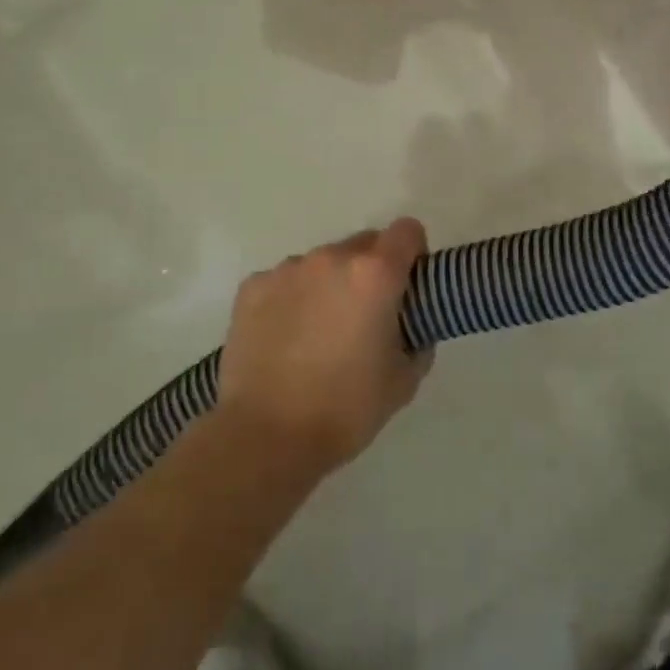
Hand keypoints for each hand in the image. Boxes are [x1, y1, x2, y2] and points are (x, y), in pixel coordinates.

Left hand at [216, 219, 430, 477]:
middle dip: (371, 271)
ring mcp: (287, 270)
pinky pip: (286, 280)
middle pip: (364, 245)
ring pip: (322, 263)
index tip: (408, 286)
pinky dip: (293, 298)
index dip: (414, 254)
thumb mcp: (405, 379)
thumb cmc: (346, 409)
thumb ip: (417, 337)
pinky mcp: (252, 287)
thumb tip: (410, 325)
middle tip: (365, 317)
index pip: (407, 231)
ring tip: (319, 333)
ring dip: (330, 284)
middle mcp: (331, 258)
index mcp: (375, 274)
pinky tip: (286, 338)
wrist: (265, 437)